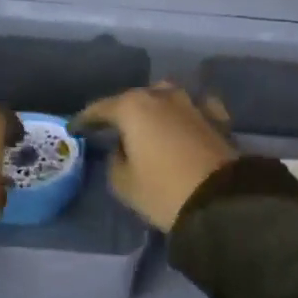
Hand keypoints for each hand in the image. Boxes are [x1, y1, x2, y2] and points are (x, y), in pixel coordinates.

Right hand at [70, 83, 236, 230]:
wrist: (222, 202)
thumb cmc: (163, 191)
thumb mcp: (123, 183)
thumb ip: (114, 160)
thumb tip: (122, 148)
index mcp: (133, 107)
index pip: (101, 108)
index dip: (85, 119)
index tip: (75, 128)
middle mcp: (162, 96)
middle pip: (135, 99)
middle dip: (122, 111)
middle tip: (112, 128)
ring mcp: (192, 103)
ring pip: (166, 97)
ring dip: (155, 108)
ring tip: (148, 124)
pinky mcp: (217, 118)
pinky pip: (195, 108)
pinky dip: (185, 114)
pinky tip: (184, 122)